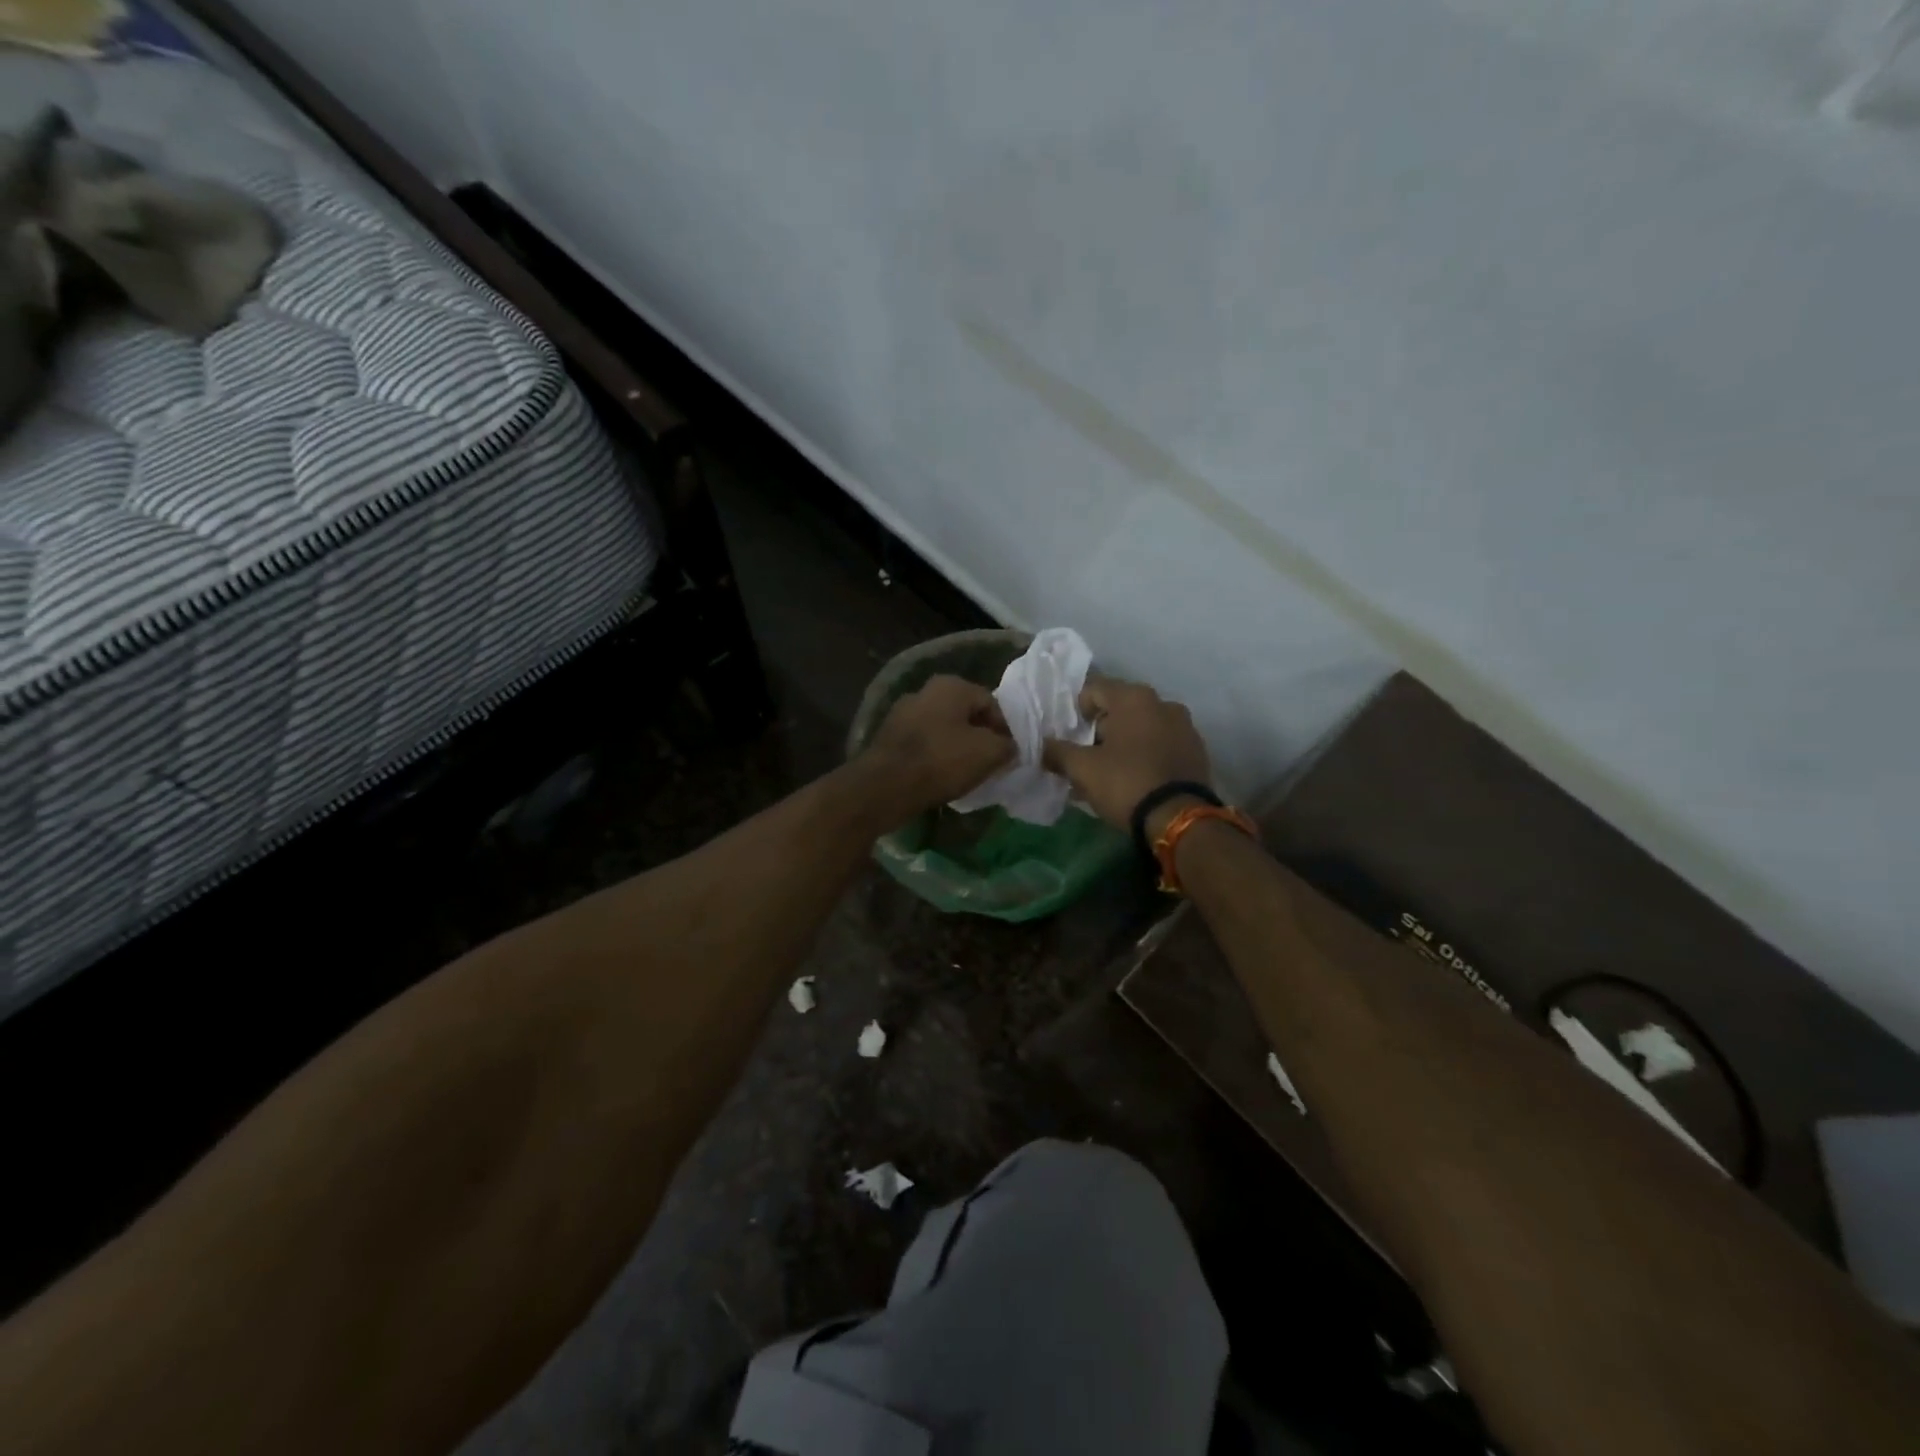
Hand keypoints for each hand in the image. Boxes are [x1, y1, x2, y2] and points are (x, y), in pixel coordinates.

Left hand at [862, 674, 1014, 817]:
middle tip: (990, 762)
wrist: (886, 786)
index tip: (1009, 754)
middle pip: (965, 714)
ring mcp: (902, 712)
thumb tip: (1009, 747)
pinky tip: (940, 776)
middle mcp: (925, 690)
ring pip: (943, 728)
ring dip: (957, 746)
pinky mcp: (888, 736)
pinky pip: (923, 743)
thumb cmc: (942, 761)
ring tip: (966, 772)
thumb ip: (1007, 746)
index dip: (1005, 729)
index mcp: (951, 685)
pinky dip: (935, 756)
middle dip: (980, 737)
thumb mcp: (988, 753)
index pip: (991, 703)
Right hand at [1043, 675, 1212, 833]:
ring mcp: (1185, 727)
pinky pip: (1161, 745)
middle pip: (1119, 709)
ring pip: (1142, 728)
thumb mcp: (1082, 769)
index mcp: (1134, 698)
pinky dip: (1145, 755)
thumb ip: (1058, 752)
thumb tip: (1043, 746)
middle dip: (1099, 730)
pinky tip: (1134, 779)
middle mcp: (1163, 703)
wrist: (1179, 819)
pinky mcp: (1196, 751)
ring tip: (1109, 772)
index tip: (1067, 737)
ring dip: (1123, 743)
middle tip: (1085, 756)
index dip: (1075, 711)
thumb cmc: (1126, 783)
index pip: (1093, 690)